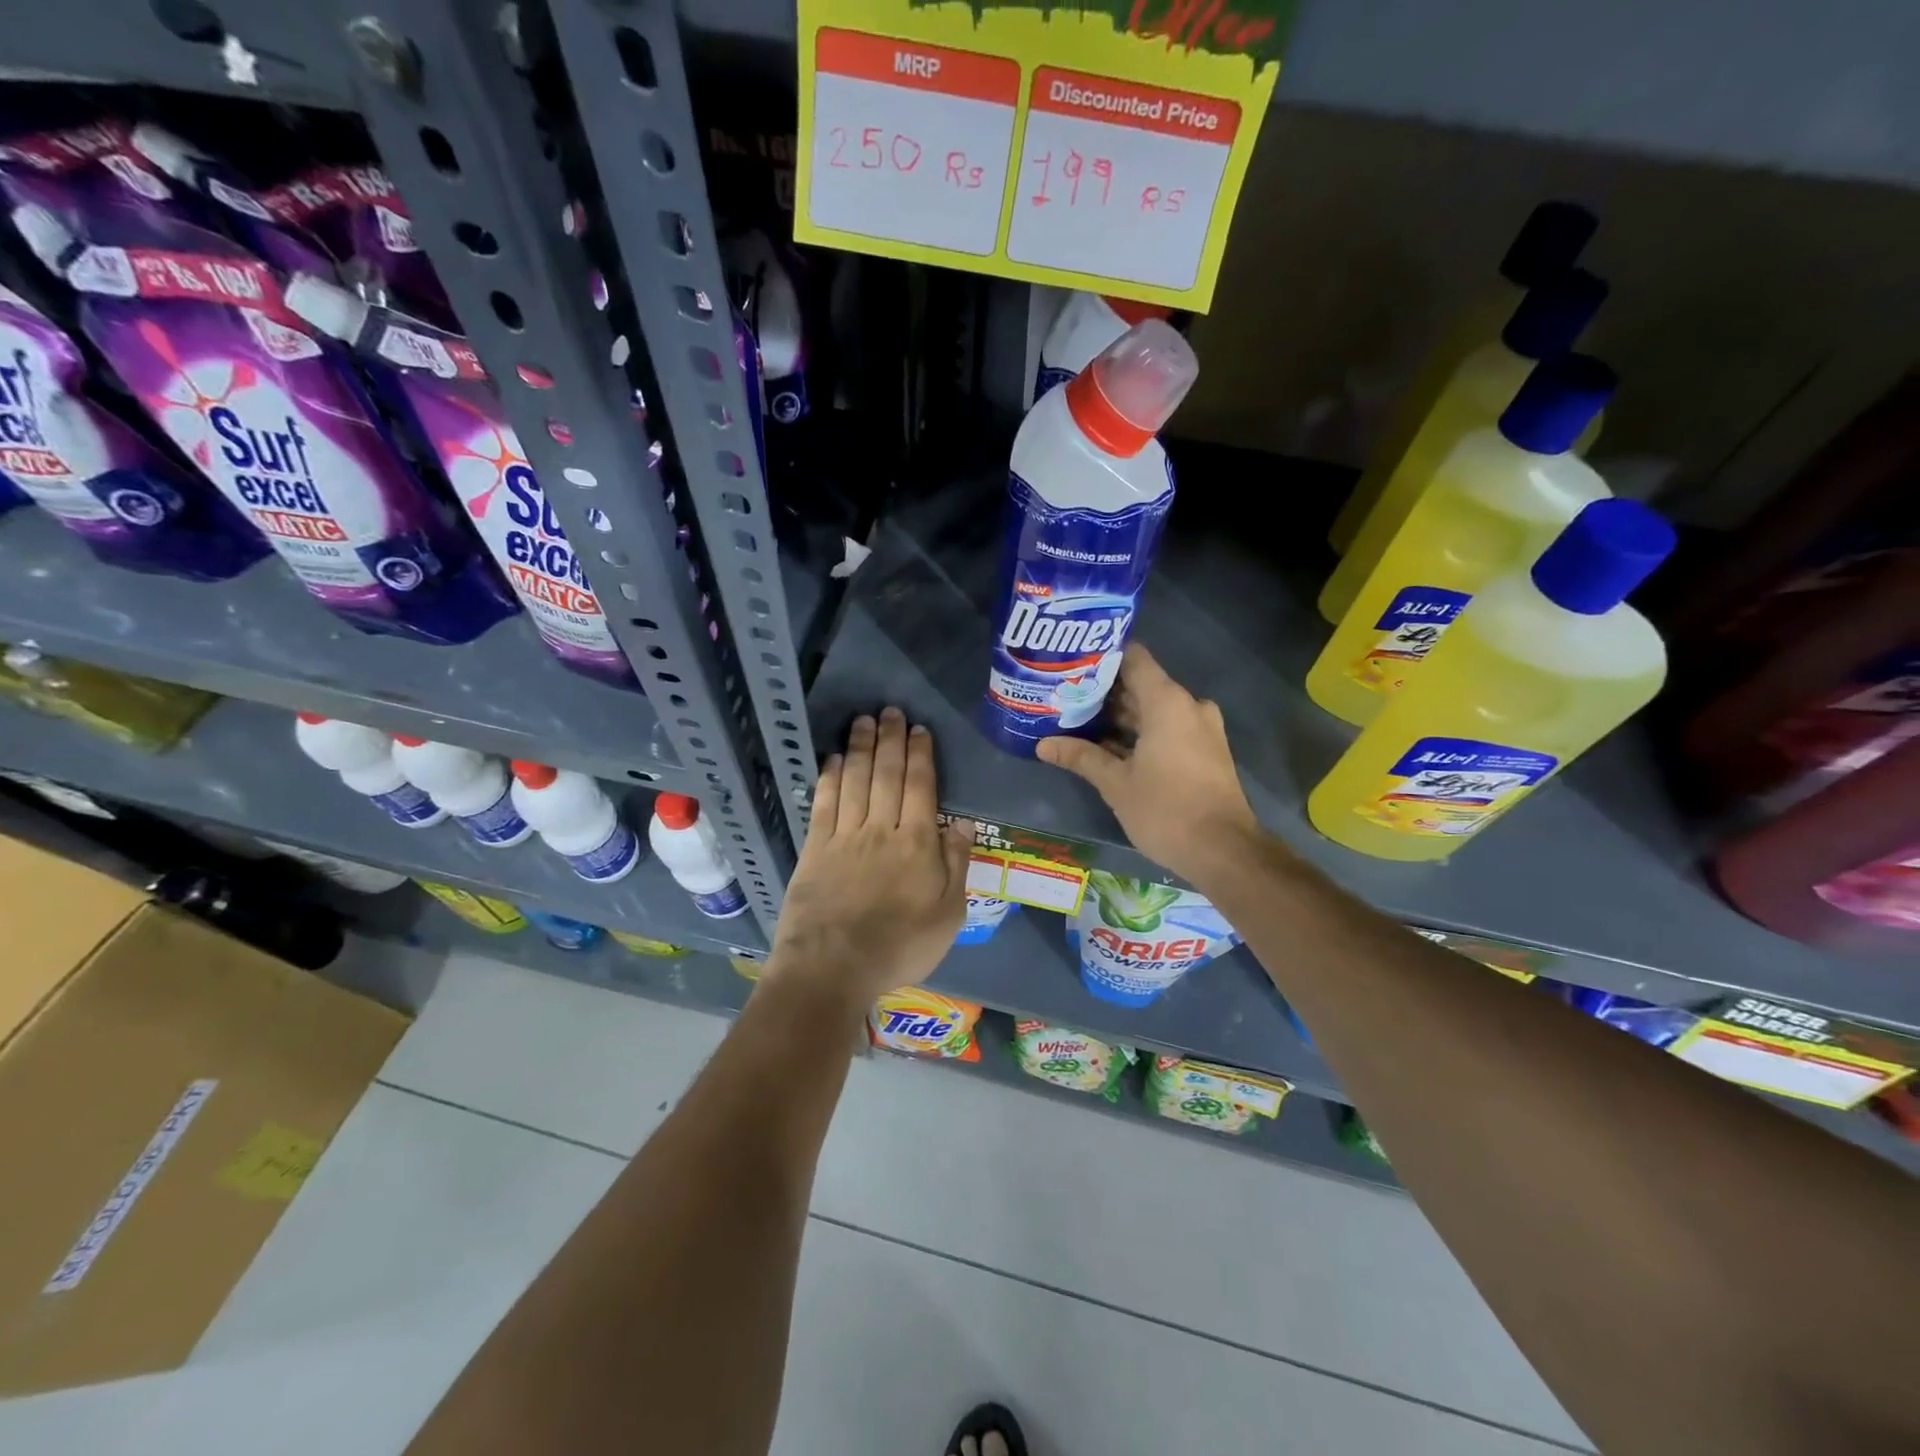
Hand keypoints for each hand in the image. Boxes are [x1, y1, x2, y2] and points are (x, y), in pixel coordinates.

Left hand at [767, 708, 971, 1010]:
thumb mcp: (948, 914)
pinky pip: (824, 804)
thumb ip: (956, 864)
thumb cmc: (899, 946)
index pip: (921, 787)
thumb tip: (964, 822)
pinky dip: (829, 778)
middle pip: (886, 775)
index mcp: (917, 843)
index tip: (918, 730)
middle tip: (890, 711)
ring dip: (859, 748)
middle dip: (890, 740)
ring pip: (854, 781)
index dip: (920, 755)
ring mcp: (844, 836)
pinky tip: (832, 759)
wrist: (833, 967)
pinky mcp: (815, 849)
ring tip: (863, 720)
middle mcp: (880, 829)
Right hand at [1037, 644, 1260, 883]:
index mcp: (1167, 702)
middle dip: (1104, 691)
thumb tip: (1042, 745)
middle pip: (1141, 685)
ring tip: (1079, 719)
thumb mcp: (1116, 784)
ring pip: (1154, 710)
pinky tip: (1108, 745)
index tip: (1072, 662)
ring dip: (1121, 716)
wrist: (1224, 851)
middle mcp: (1188, 706)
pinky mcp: (1205, 751)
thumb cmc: (1166, 810)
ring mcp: (1200, 729)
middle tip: (1065, 694)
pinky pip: (1168, 729)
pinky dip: (1141, 733)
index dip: (1102, 656)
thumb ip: (1081, 757)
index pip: (1133, 658)